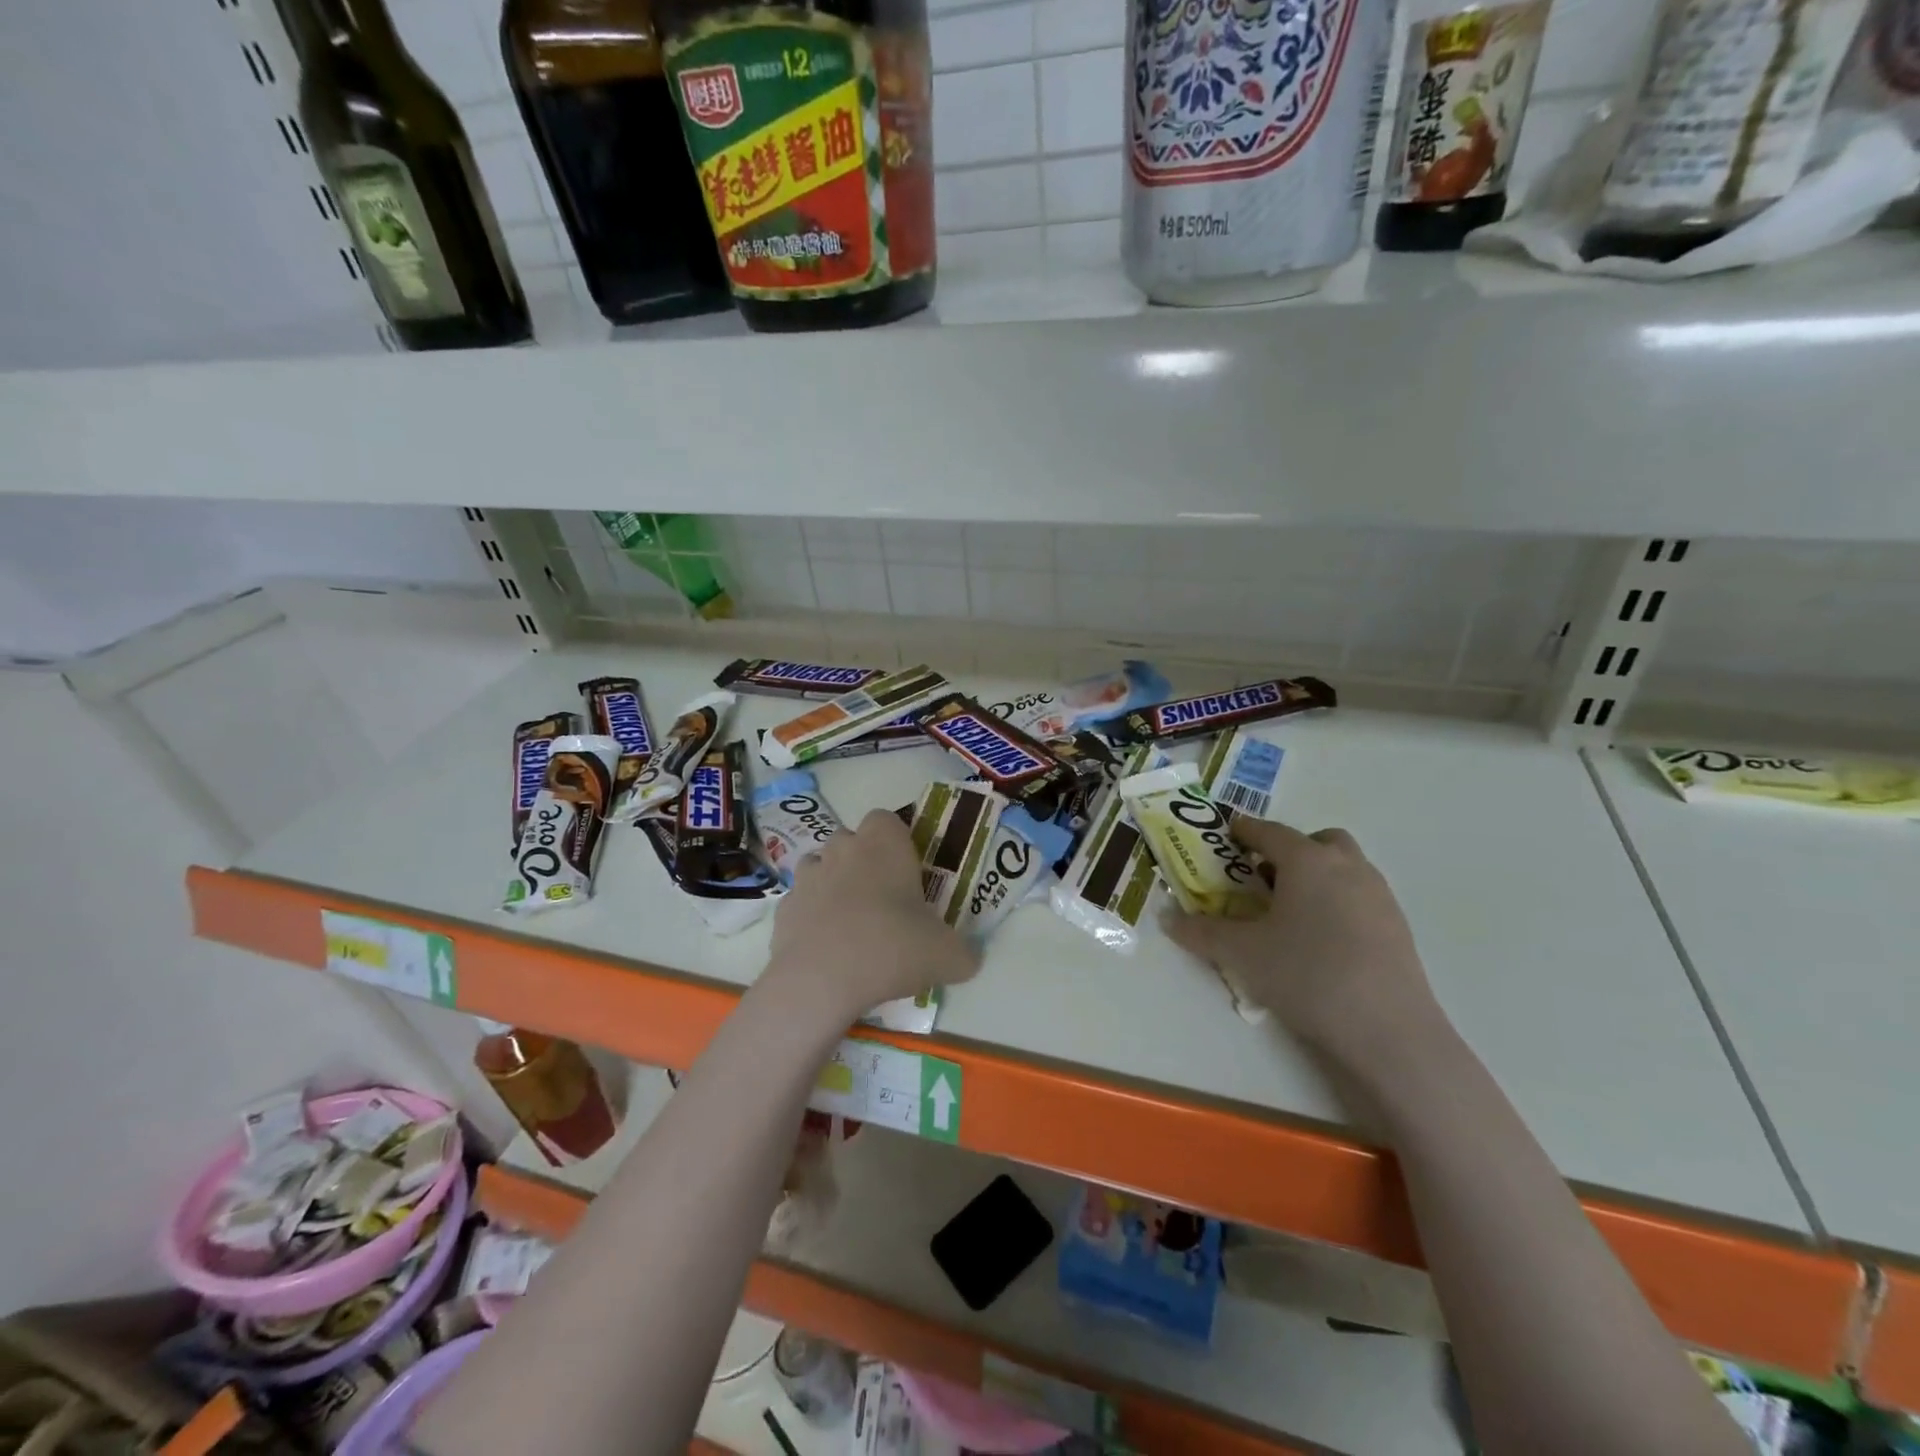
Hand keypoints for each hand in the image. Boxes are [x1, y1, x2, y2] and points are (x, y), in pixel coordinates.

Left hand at [767, 809, 979, 1020]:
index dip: (896, 840)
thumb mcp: (947, 955)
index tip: (907, 871)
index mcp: (884, 844)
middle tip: (884, 900)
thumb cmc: (892, 947)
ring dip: (834, 884)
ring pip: (821, 866)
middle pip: (852, 840)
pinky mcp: (784, 907)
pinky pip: (801, 902)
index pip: (886, 819)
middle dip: (864, 861)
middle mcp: (843, 848)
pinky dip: (811, 916)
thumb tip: (970, 960)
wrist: (822, 979)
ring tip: (852, 921)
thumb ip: (964, 954)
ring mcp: (808, 876)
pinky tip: (826, 947)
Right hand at [1165, 817, 1446, 1072]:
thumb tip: (1167, 917)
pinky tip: (1320, 942)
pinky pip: (1359, 897)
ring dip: (1315, 876)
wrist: (1389, 1032)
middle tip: (1262, 879)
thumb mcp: (1241, 954)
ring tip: (1289, 913)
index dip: (1243, 831)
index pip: (1268, 831)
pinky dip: (1336, 903)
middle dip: (1288, 851)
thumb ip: (1200, 931)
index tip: (1225, 837)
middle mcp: (1347, 866)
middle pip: (1316, 841)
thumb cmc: (1307, 976)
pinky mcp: (1398, 927)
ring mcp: (1379, 896)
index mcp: (1308, 860)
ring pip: (1343, 868)